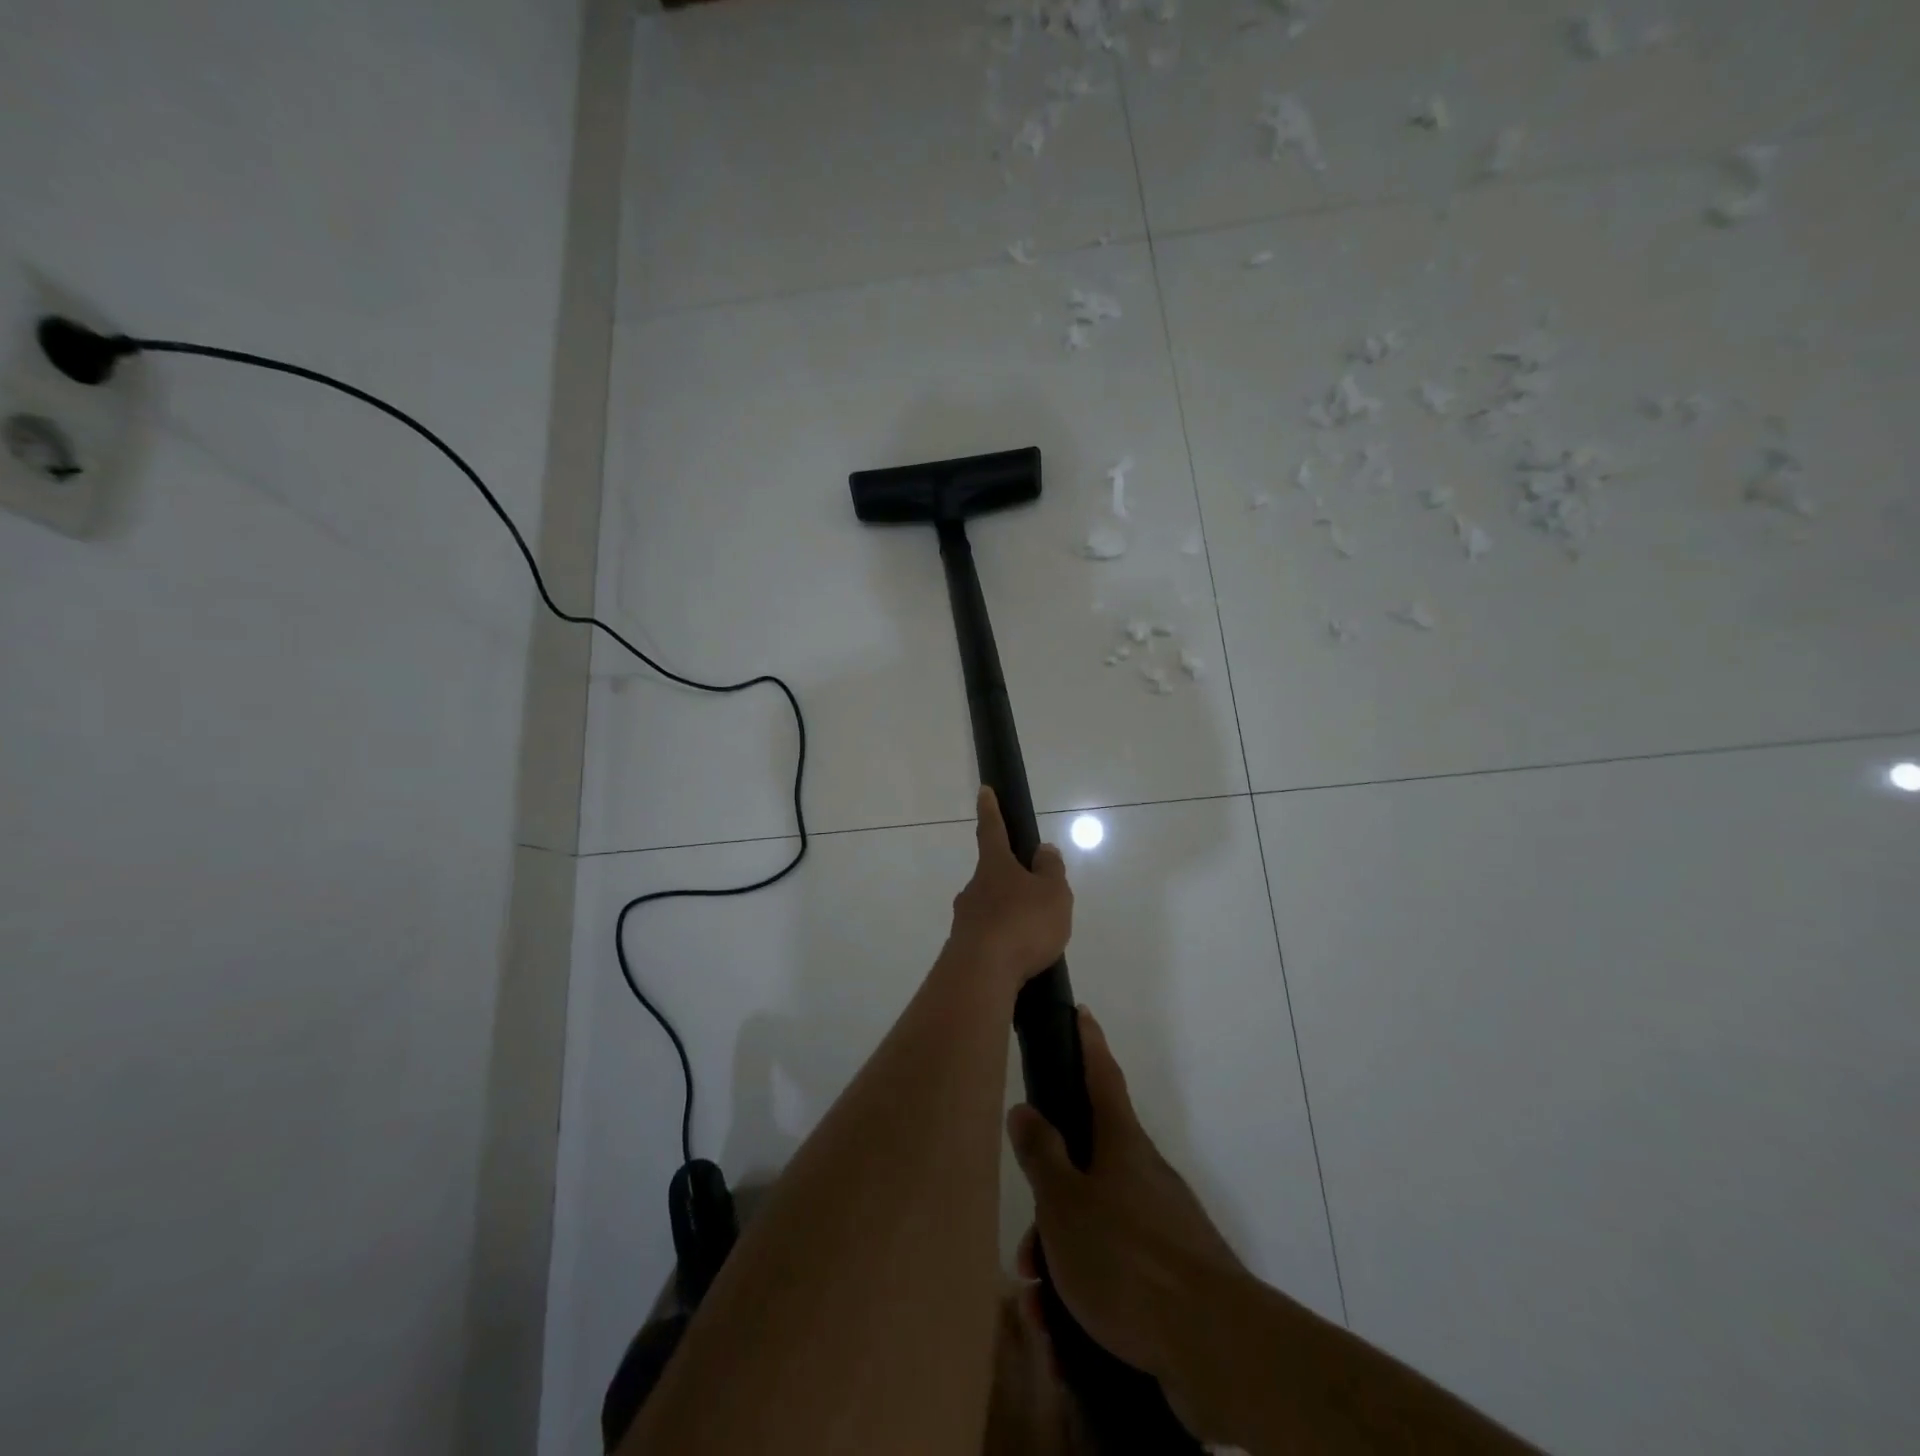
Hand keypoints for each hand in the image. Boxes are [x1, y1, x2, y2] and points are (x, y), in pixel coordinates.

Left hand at [946, 787, 1072, 992]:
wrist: (981, 974)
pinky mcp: (962, 949)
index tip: (984, 791)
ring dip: (1007, 915)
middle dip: (1010, 881)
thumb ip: (1051, 870)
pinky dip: (1002, 942)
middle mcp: (974, 888)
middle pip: (992, 875)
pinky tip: (1018, 959)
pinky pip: (988, 938)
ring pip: (989, 909)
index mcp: (995, 866)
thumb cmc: (1022, 924)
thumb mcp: (1053, 894)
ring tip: (1033, 937)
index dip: (991, 810)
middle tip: (1034, 897)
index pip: (992, 830)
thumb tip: (1043, 850)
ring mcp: (964, 919)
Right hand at [1007, 1008, 1241, 1393]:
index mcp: (1121, 1143)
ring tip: (1039, 1308)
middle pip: (1085, 1166)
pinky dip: (1084, 1296)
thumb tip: (1024, 1108)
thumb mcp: (1065, 1203)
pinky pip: (1114, 1274)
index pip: (1102, 1075)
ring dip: (1061, 1261)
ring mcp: (1161, 1226)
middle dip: (1049, 1205)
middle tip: (1025, 1251)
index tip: (1082, 1012)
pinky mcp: (1171, 1278)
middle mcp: (1143, 1175)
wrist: (1215, 1347)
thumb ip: (1041, 1154)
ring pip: (1094, 1227)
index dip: (1088, 1042)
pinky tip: (1064, 1337)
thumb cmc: (1128, 1257)